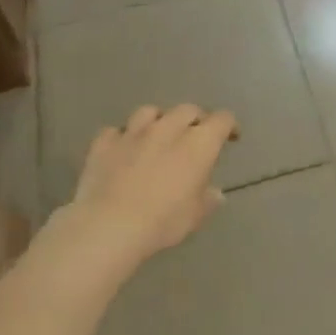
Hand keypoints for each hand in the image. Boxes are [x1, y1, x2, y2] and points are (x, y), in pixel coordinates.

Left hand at [63, 105, 239, 264]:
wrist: (109, 225)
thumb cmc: (163, 221)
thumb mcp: (195, 216)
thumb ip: (207, 199)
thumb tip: (215, 193)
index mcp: (198, 143)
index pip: (222, 120)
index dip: (229, 125)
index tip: (231, 137)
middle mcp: (168, 128)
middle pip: (187, 109)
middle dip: (195, 119)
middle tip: (195, 136)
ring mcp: (133, 132)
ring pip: (149, 112)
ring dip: (158, 120)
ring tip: (157, 135)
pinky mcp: (104, 142)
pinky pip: (115, 131)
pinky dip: (122, 138)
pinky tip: (122, 150)